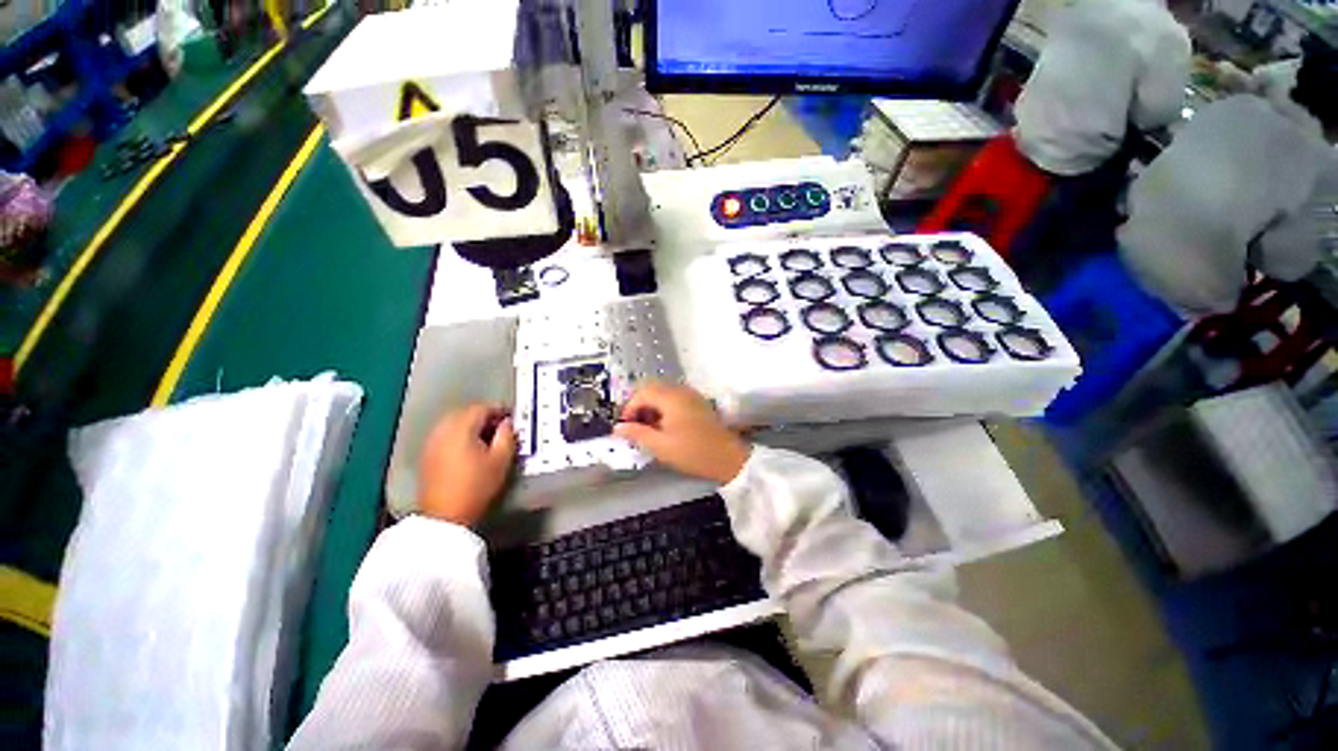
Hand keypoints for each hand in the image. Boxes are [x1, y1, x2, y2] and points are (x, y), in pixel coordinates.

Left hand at [419, 405, 516, 525]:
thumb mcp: (501, 460)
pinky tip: (469, 449)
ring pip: (453, 423)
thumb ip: (507, 436)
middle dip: (484, 417)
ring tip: (486, 439)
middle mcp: (443, 430)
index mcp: (461, 428)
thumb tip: (507, 423)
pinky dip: (459, 436)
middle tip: (500, 428)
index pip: (481, 408)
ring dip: (470, 426)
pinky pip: (445, 435)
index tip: (511, 419)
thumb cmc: (477, 486)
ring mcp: (432, 442)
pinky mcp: (427, 455)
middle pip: (465, 413)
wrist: (445, 515)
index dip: (499, 411)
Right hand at [613, 383, 749, 484]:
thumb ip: (637, 434)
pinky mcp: (698, 402)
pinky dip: (664, 407)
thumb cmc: (693, 452)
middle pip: (652, 388)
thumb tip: (617, 427)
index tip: (624, 426)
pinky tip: (664, 426)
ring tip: (648, 428)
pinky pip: (674, 397)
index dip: (629, 408)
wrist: (728, 458)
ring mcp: (691, 395)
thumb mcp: (660, 446)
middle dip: (639, 405)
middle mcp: (681, 390)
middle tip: (634, 426)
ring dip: (652, 406)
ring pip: (663, 393)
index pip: (642, 393)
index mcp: (671, 397)